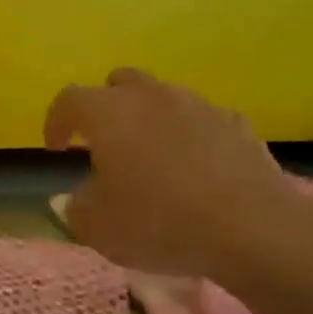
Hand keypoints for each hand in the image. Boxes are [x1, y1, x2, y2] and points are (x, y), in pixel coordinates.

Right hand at [43, 68, 311, 281]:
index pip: (68, 100)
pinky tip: (194, 168)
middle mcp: (150, 97)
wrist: (256, 230)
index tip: (56, 149)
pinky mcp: (239, 126)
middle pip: (118, 83)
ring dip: (149, 118)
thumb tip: (74, 197)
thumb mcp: (96, 226)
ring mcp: (199, 107)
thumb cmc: (159, 222)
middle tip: (103, 141)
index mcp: (107, 113)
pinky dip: (190, 136)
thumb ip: (75, 206)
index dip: (56, 122)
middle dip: (105, 106)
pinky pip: (202, 120)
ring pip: (163, 97)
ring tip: (150, 155)